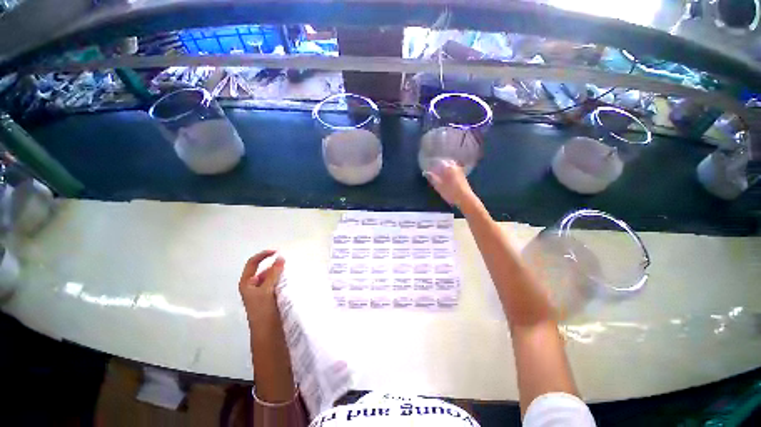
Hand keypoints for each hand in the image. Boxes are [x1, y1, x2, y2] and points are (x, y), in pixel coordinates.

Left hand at [238, 250, 285, 327]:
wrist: (267, 333)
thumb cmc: (263, 311)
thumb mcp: (266, 290)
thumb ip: (273, 274)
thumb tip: (280, 258)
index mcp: (247, 283)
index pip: (253, 263)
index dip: (263, 255)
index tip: (277, 252)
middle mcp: (253, 286)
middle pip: (263, 270)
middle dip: (274, 265)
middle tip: (287, 263)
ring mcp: (262, 292)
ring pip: (271, 277)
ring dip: (279, 273)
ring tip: (290, 271)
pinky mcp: (270, 298)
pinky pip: (276, 284)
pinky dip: (282, 280)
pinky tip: (290, 281)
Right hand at [423, 159, 475, 207]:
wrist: (465, 198)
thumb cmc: (450, 192)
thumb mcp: (438, 186)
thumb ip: (432, 178)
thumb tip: (425, 172)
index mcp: (448, 167)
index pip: (438, 162)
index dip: (431, 164)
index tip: (427, 167)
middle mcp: (454, 166)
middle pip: (444, 162)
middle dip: (438, 165)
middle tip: (432, 169)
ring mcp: (459, 170)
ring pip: (450, 165)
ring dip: (444, 167)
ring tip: (439, 172)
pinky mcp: (462, 175)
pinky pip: (453, 169)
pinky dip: (448, 170)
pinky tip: (446, 176)